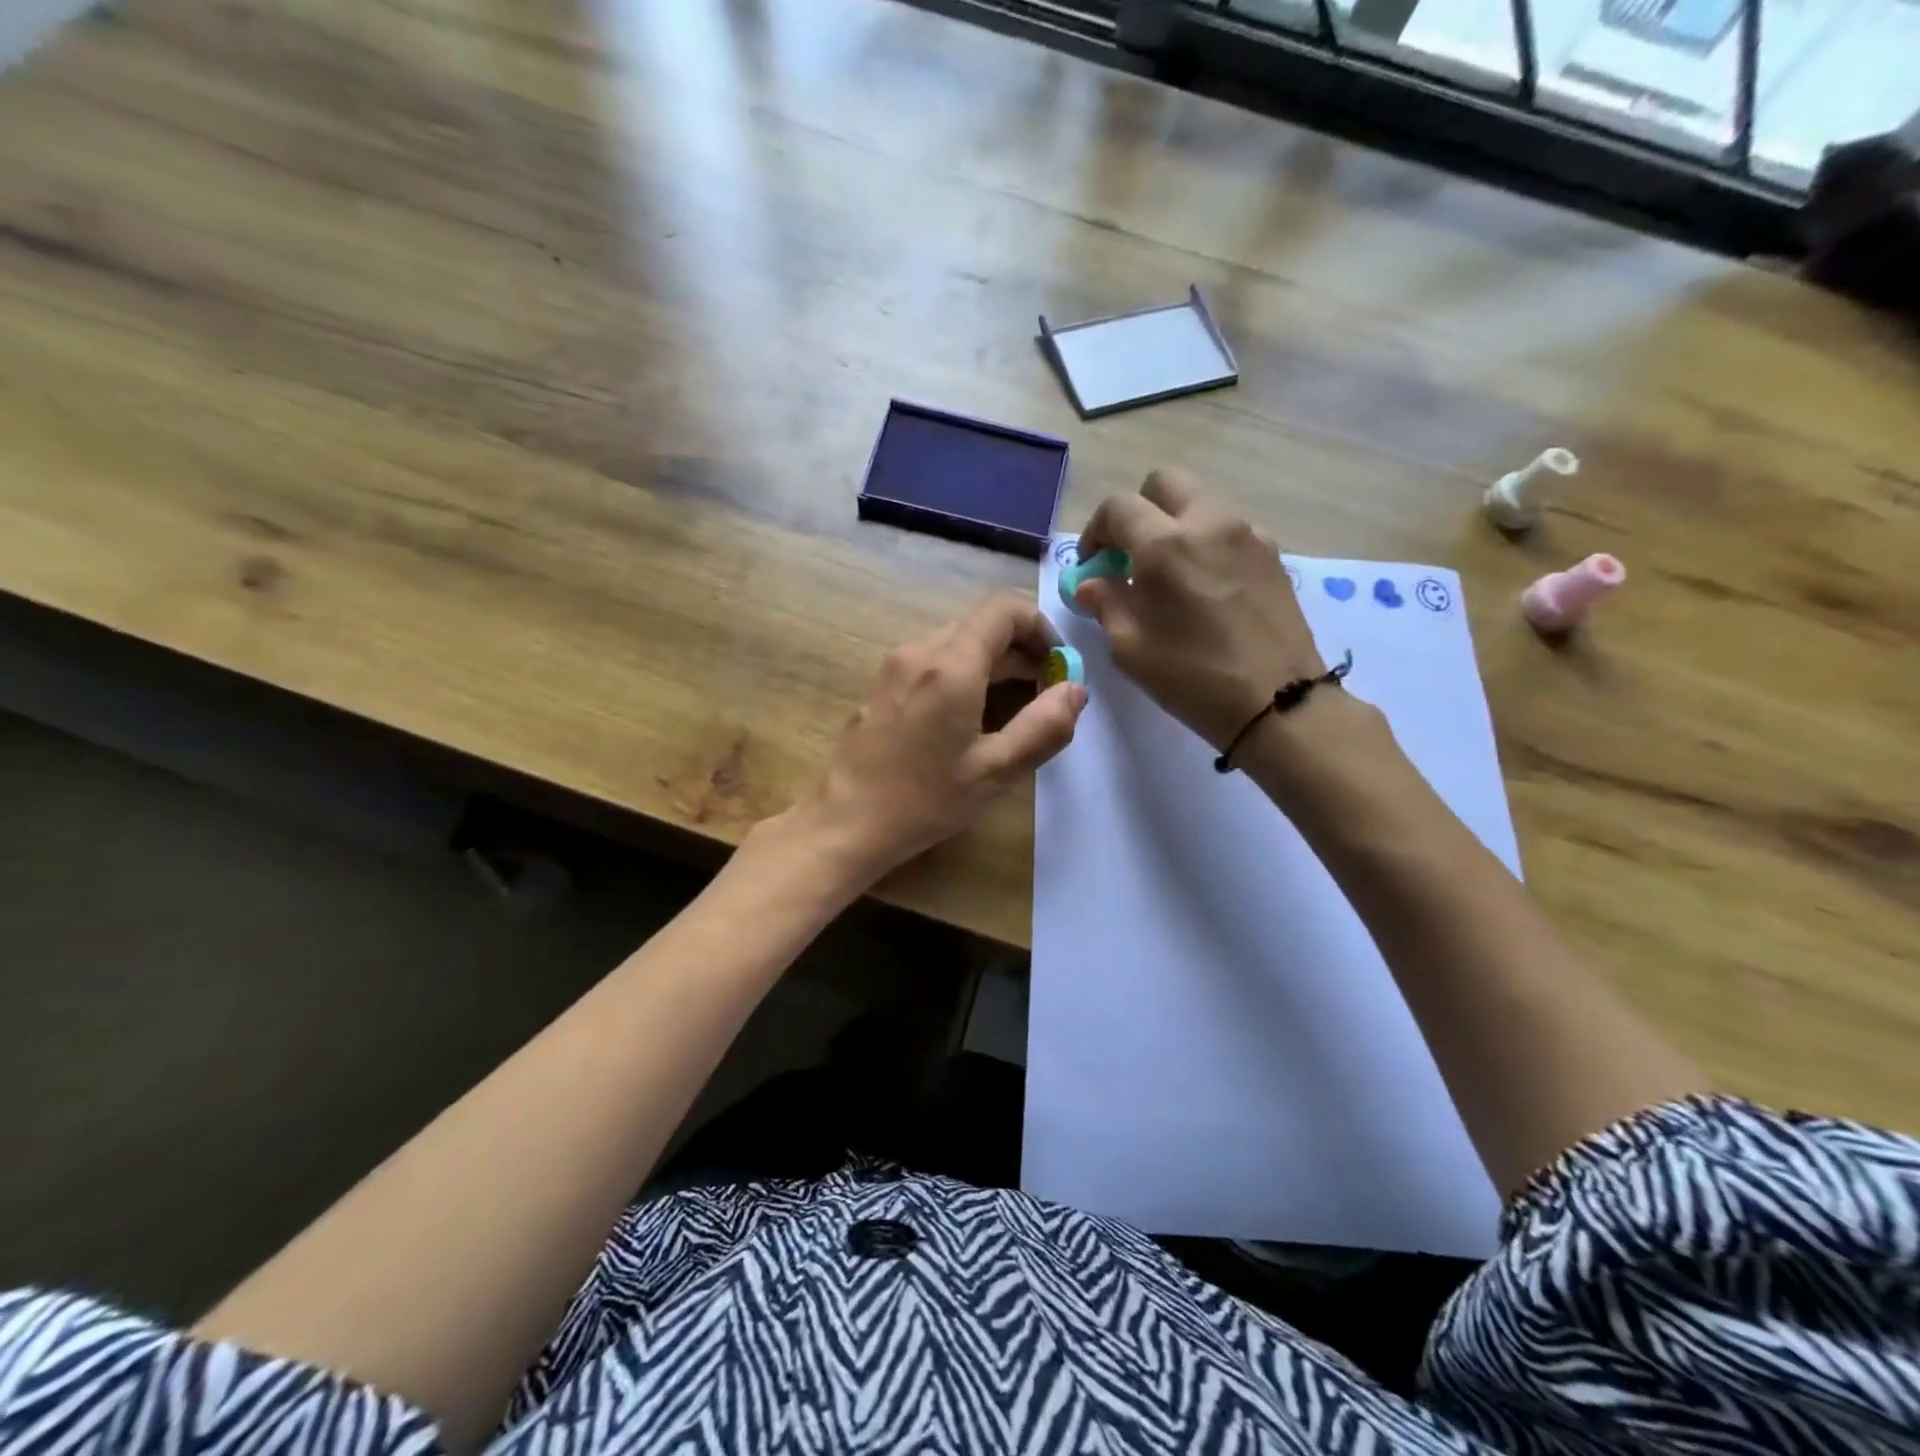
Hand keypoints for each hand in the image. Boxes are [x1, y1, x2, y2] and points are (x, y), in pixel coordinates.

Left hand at [798, 592, 1086, 877]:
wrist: (845, 822)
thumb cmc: (923, 800)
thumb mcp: (995, 770)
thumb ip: (1044, 726)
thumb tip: (1076, 689)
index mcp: (950, 664)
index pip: (1004, 608)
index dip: (1041, 626)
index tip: (1057, 665)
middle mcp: (919, 650)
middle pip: (982, 623)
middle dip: (1021, 649)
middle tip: (1044, 693)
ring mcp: (895, 665)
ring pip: (958, 641)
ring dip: (994, 662)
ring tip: (1014, 707)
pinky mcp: (882, 683)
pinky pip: (934, 660)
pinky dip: (965, 672)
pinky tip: (971, 716)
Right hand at [1075, 468, 1322, 750]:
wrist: (1277, 702)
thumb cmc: (1193, 678)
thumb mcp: (1130, 648)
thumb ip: (1106, 603)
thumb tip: (1093, 583)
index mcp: (1165, 544)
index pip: (1118, 508)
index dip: (1095, 531)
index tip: (1093, 566)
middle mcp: (1209, 522)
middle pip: (1164, 483)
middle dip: (1138, 511)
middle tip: (1130, 555)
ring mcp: (1247, 533)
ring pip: (1200, 501)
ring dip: (1175, 524)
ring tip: (1170, 573)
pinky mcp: (1273, 552)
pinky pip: (1229, 528)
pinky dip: (1208, 542)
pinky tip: (1207, 585)